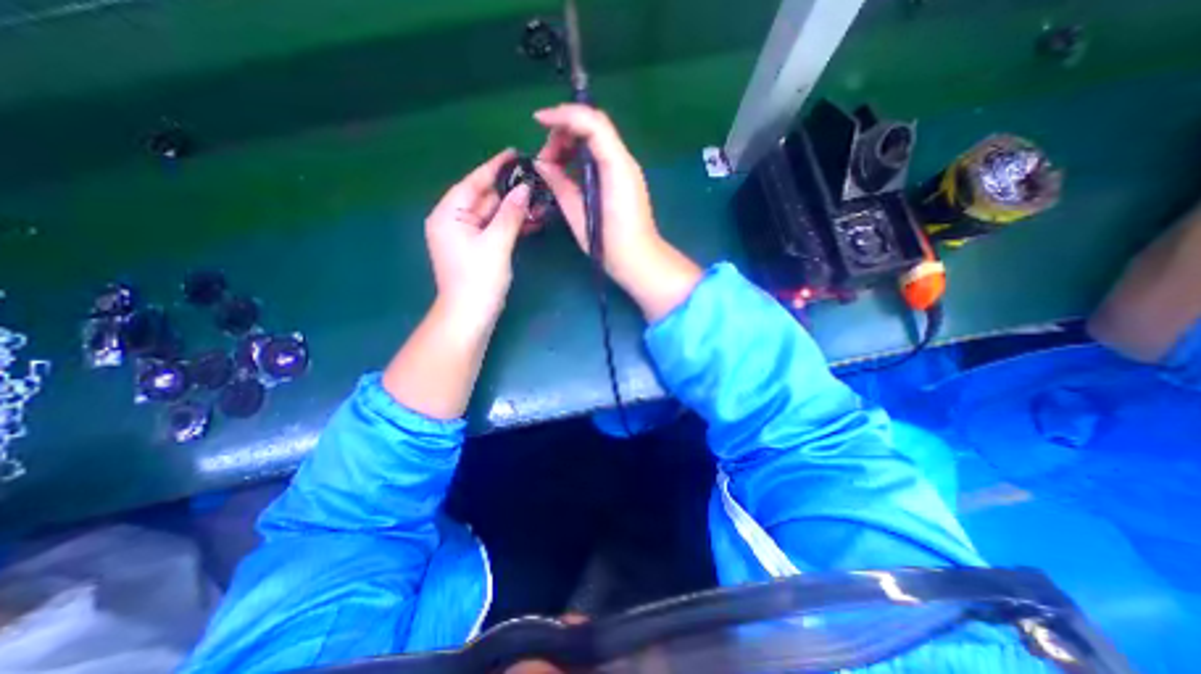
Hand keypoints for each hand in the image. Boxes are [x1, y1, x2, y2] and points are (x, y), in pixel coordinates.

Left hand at [427, 148, 529, 325]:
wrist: (469, 317)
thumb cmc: (478, 280)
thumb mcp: (496, 244)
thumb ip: (510, 214)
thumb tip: (525, 188)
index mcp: (448, 214)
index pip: (473, 183)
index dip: (495, 167)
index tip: (516, 153)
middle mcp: (453, 221)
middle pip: (484, 198)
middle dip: (509, 190)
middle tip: (536, 177)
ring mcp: (465, 237)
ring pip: (492, 214)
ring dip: (514, 208)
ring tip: (539, 197)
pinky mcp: (477, 249)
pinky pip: (495, 229)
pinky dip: (511, 225)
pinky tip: (531, 219)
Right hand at [530, 104, 700, 320]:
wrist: (638, 261)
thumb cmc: (609, 243)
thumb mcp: (579, 214)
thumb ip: (561, 184)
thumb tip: (541, 164)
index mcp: (615, 166)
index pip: (591, 122)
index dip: (562, 115)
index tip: (537, 120)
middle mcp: (623, 161)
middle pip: (592, 127)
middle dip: (563, 133)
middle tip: (544, 158)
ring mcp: (625, 170)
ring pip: (595, 141)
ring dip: (570, 145)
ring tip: (551, 166)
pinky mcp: (623, 180)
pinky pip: (600, 157)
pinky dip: (580, 157)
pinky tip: (566, 171)